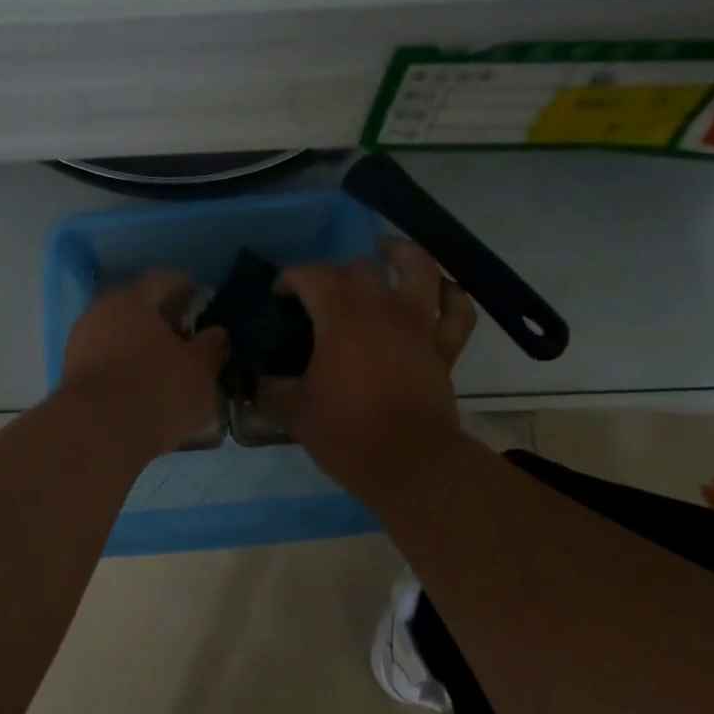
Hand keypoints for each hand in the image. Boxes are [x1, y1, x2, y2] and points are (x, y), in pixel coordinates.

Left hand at [59, 270, 229, 458]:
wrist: (96, 436)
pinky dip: (128, 369)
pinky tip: (146, 389)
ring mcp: (80, 345)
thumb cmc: (156, 391)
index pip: (163, 279)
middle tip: (191, 338)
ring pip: (120, 337)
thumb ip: (212, 346)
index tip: (205, 302)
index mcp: (131, 299)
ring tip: (171, 368)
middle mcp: (99, 313)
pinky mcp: (72, 377)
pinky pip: (108, 362)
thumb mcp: (200, 370)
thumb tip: (217, 333)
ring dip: (144, 347)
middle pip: (138, 308)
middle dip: (165, 321)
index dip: (187, 288)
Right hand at [260, 237, 476, 500]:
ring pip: (419, 270)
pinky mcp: (444, 347)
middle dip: (333, 273)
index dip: (291, 278)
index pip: (312, 276)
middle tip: (318, 295)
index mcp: (341, 317)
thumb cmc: (347, 433)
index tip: (278, 295)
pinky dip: (452, 295)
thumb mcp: (294, 411)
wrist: (410, 464)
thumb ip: (271, 388)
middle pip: (358, 270)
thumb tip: (256, 379)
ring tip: (385, 249)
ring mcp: (419, 325)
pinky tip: (440, 290)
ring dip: (402, 253)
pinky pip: (457, 311)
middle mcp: (383, 309)